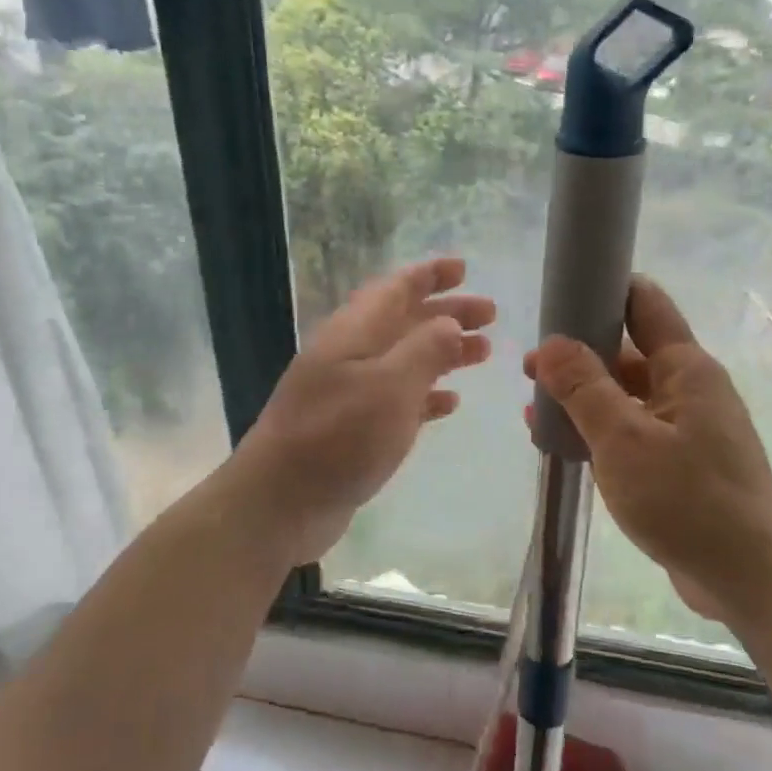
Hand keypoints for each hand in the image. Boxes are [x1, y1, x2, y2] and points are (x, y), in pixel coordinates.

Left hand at [233, 257, 493, 565]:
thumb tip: (449, 322)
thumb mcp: (389, 387)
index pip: (395, 289)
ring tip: (483, 353)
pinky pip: (397, 399)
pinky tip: (450, 402)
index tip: (464, 268)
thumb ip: (424, 350)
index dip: (429, 275)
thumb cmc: (338, 437)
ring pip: (404, 359)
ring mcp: (349, 392)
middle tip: (490, 314)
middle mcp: (350, 355)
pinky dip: (426, 394)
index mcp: (353, 333)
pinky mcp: (353, 429)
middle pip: (404, 321)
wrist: (281, 502)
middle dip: (446, 313)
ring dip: (442, 352)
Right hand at [526, 275, 771, 623]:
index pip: (644, 305)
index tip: (559, 294)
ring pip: (627, 396)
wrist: (751, 578)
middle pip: (629, 352)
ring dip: (584, 397)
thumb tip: (551, 342)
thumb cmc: (687, 499)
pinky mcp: (681, 464)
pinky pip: (632, 432)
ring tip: (535, 405)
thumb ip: (584, 387)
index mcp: (685, 368)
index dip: (604, 290)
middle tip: (529, 367)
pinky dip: (599, 431)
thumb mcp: (623, 439)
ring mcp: (687, 428)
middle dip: (580, 353)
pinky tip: (561, 444)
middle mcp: (689, 389)